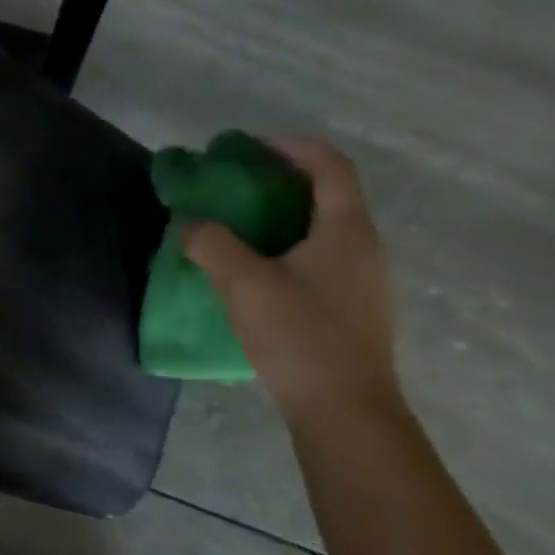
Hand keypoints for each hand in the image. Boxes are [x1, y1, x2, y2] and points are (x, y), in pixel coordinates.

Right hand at [184, 136, 400, 422]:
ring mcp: (364, 280)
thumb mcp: (244, 285)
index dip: (293, 146)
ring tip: (241, 224)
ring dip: (285, 215)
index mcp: (346, 230)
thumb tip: (189, 223)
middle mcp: (364, 247)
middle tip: (237, 183)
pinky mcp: (354, 307)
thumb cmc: (299, 336)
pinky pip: (321, 258)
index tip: (250, 145)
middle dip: (282, 179)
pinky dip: (290, 246)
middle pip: (329, 194)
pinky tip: (258, 270)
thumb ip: (212, 245)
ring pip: (325, 229)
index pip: (329, 165)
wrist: (344, 410)